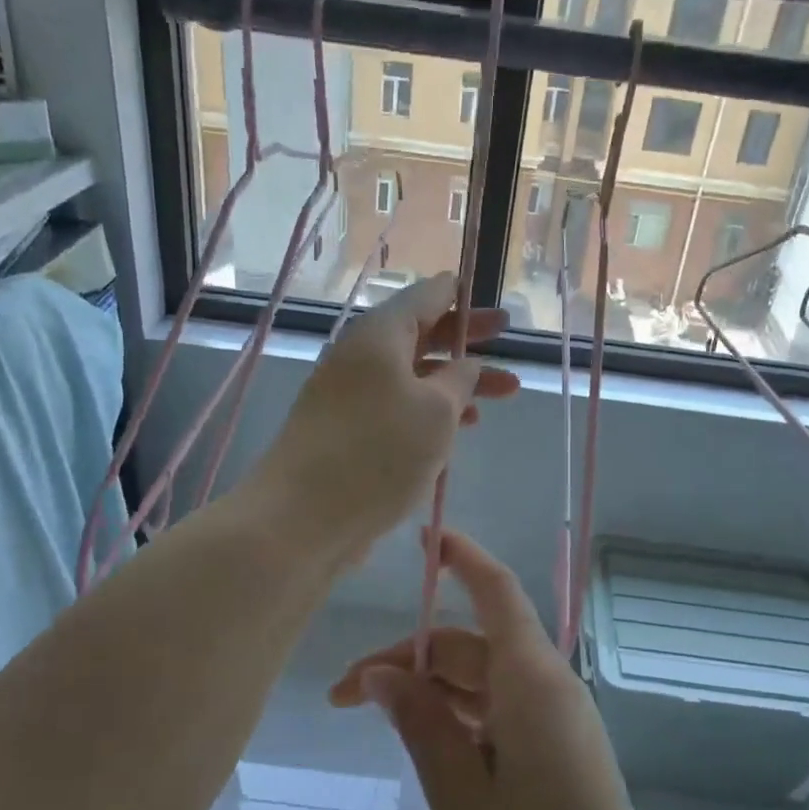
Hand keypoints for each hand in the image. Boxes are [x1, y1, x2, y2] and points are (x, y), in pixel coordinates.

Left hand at [249, 274, 517, 561]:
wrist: (301, 518)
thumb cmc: (378, 453)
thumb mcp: (437, 411)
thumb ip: (460, 379)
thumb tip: (465, 364)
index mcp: (380, 335)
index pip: (425, 295)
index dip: (460, 292)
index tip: (485, 292)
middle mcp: (361, 356)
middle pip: (421, 333)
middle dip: (467, 336)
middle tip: (507, 334)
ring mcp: (350, 395)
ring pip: (413, 374)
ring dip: (457, 380)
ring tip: (504, 392)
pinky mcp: (347, 430)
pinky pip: (398, 405)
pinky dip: (431, 409)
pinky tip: (461, 428)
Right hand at [331, 530, 679, 809]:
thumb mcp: (461, 797)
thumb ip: (421, 725)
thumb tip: (380, 674)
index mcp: (531, 681)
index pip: (496, 592)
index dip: (461, 557)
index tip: (422, 538)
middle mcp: (546, 684)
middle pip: (471, 645)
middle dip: (409, 659)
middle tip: (346, 697)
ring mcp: (554, 715)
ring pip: (481, 677)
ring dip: (430, 690)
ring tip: (376, 721)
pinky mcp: (556, 742)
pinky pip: (499, 706)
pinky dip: (458, 712)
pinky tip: (426, 742)